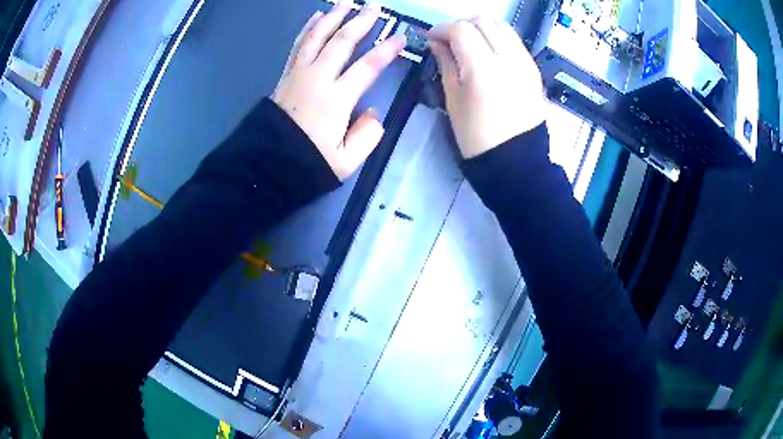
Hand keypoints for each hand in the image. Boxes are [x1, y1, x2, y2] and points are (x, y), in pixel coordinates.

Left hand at [272, 1, 405, 179]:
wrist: (267, 163)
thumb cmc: (307, 162)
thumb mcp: (345, 161)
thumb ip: (366, 136)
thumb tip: (372, 111)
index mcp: (337, 99)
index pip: (367, 66)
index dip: (386, 50)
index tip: (400, 38)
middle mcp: (318, 78)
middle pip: (341, 42)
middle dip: (360, 22)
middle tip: (374, 7)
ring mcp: (299, 73)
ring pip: (317, 37)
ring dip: (334, 17)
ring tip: (346, 3)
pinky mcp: (286, 75)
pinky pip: (298, 45)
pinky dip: (308, 28)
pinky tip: (316, 16)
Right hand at [428, 18, 545, 158]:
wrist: (516, 161)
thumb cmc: (477, 137)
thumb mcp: (453, 100)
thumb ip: (446, 63)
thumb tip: (437, 42)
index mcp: (483, 69)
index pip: (461, 30)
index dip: (442, 29)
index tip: (432, 39)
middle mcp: (508, 59)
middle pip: (484, 21)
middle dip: (462, 25)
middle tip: (450, 41)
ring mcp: (525, 63)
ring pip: (502, 26)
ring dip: (482, 28)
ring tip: (470, 45)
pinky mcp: (534, 70)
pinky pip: (514, 41)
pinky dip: (498, 38)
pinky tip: (489, 54)